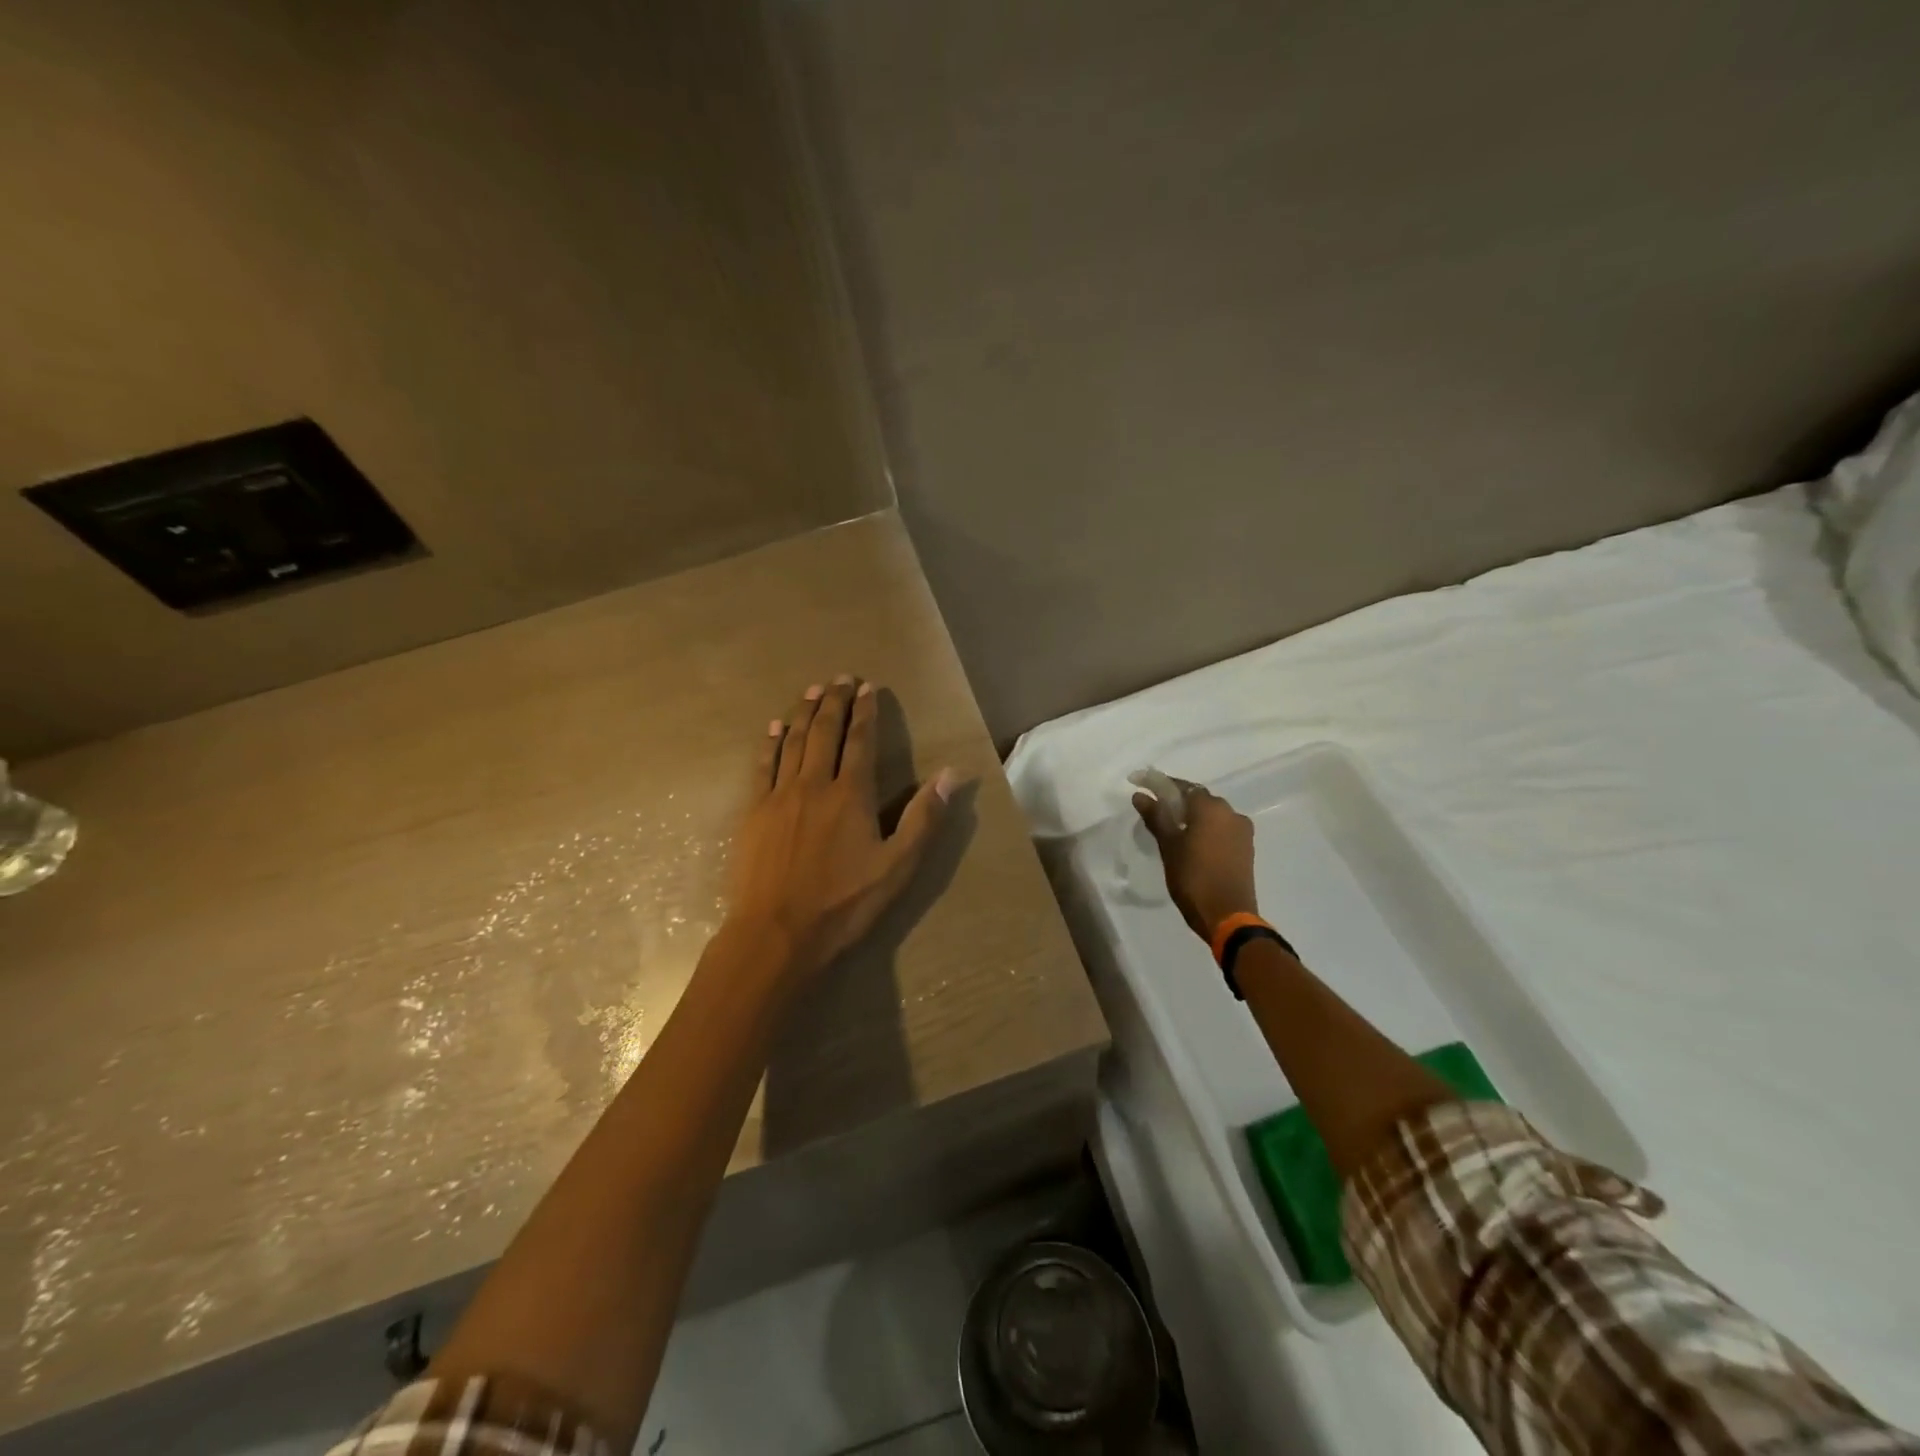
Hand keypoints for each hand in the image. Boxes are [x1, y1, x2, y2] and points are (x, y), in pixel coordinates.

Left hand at [728, 676, 954, 980]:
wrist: (777, 933)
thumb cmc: (844, 903)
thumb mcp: (897, 866)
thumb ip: (923, 817)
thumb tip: (950, 774)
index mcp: (851, 795)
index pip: (860, 741)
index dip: (865, 712)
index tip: (867, 687)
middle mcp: (814, 784)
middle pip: (824, 732)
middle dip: (833, 701)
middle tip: (839, 677)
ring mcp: (779, 796)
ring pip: (792, 742)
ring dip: (803, 712)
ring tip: (811, 690)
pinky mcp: (754, 812)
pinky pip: (762, 766)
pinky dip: (770, 743)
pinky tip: (773, 728)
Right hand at [1132, 778, 1258, 941]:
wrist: (1228, 916)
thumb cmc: (1193, 878)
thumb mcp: (1169, 846)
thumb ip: (1156, 817)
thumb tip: (1140, 795)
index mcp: (1211, 808)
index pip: (1182, 786)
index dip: (1160, 784)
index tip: (1141, 785)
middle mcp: (1230, 813)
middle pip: (1199, 799)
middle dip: (1177, 801)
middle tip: (1155, 811)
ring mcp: (1242, 831)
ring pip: (1211, 815)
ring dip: (1192, 816)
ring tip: (1172, 829)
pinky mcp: (1245, 848)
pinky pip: (1221, 829)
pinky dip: (1205, 830)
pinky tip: (1191, 843)